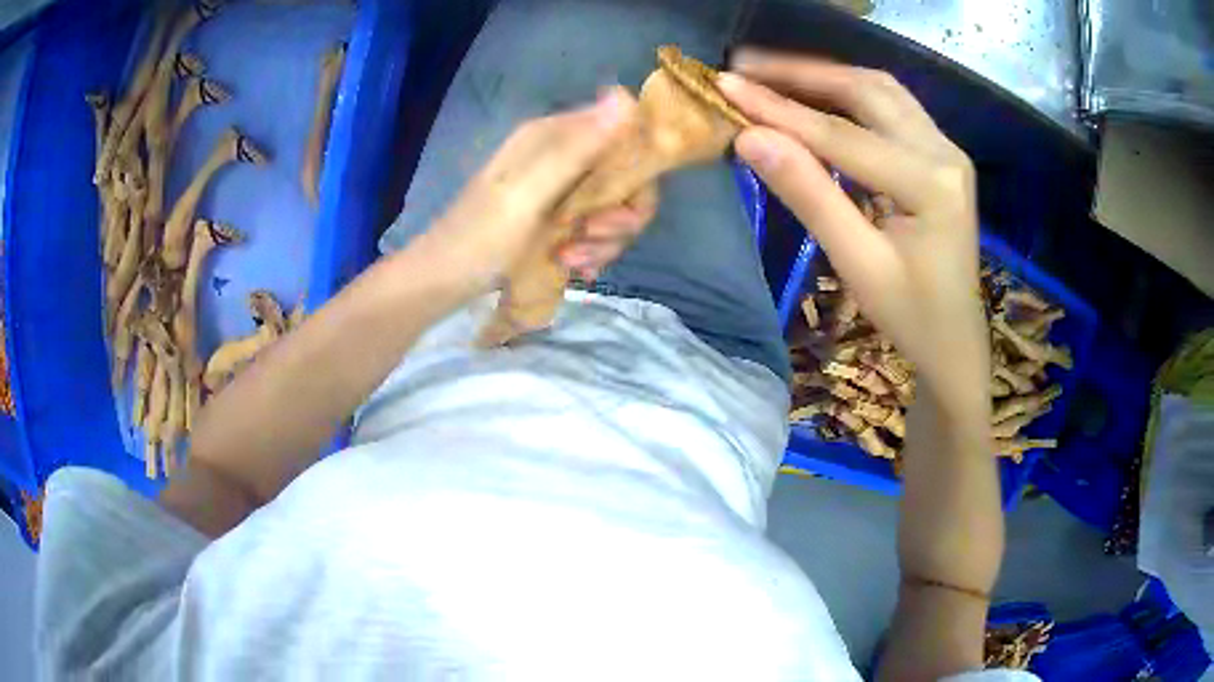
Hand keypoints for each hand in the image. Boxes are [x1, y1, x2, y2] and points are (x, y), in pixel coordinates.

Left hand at [428, 88, 655, 291]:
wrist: (443, 281)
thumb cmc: (480, 237)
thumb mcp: (527, 194)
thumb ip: (576, 150)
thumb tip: (626, 98)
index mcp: (552, 136)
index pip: (623, 133)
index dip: (637, 166)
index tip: (624, 203)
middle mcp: (561, 154)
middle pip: (625, 175)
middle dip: (620, 213)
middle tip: (594, 235)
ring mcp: (560, 188)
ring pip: (614, 206)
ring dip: (604, 239)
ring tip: (572, 259)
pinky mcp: (558, 217)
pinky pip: (598, 228)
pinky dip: (593, 249)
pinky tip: (574, 266)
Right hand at [718, 50, 987, 404]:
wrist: (955, 342)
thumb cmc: (910, 316)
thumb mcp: (857, 264)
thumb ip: (808, 195)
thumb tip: (749, 138)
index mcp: (930, 183)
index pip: (841, 134)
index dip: (778, 109)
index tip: (724, 84)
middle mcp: (944, 151)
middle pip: (866, 90)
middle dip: (802, 73)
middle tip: (745, 66)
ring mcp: (946, 149)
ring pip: (880, 91)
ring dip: (825, 76)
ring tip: (772, 73)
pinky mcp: (940, 155)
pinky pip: (890, 108)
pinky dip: (847, 94)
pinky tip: (815, 96)